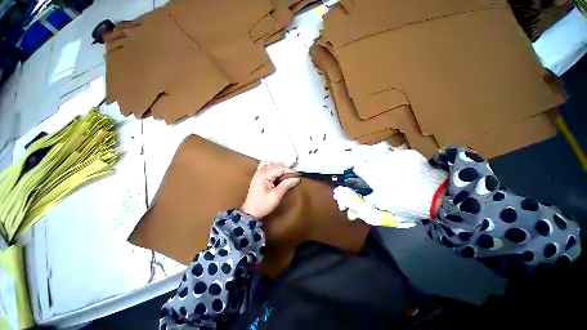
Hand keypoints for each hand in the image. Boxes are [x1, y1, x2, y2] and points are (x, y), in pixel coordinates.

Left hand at [241, 162, 300, 218]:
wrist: (251, 212)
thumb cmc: (263, 204)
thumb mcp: (277, 195)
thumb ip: (286, 184)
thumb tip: (297, 178)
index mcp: (264, 174)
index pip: (280, 168)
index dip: (290, 172)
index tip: (297, 177)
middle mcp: (260, 171)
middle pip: (277, 165)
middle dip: (285, 170)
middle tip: (291, 179)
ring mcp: (258, 172)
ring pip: (272, 164)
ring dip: (280, 169)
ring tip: (284, 178)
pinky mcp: (258, 176)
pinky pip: (266, 166)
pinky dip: (273, 168)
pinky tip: (276, 174)